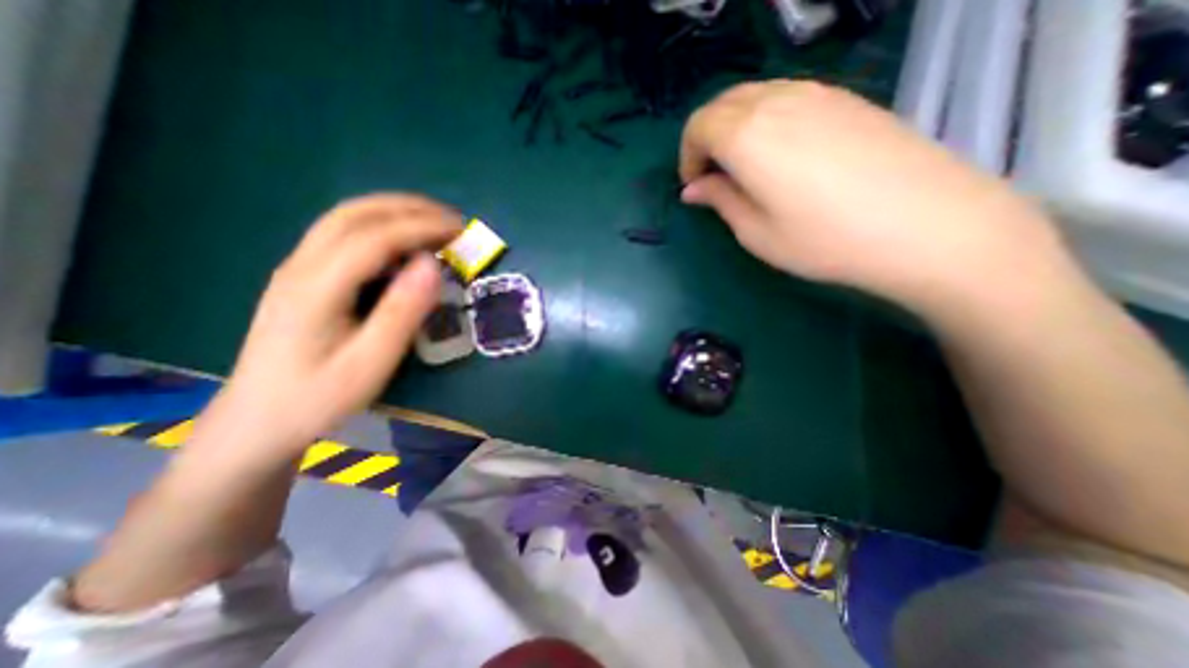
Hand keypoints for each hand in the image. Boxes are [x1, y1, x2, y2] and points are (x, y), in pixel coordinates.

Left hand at [197, 192, 459, 454]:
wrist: (257, 422)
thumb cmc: (319, 396)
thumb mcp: (370, 363)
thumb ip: (402, 313)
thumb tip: (431, 266)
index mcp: (316, 286)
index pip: (375, 237)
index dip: (421, 227)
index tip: (459, 231)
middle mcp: (301, 266)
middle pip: (354, 214)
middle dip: (408, 208)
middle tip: (451, 220)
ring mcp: (296, 269)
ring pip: (345, 219)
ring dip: (393, 212)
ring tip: (433, 225)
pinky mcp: (302, 278)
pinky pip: (342, 236)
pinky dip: (380, 227)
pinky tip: (401, 246)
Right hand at [683, 80, 1063, 314]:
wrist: (928, 226)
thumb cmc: (825, 240)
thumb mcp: (756, 232)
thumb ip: (721, 201)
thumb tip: (693, 188)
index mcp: (748, 135)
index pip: (698, 125)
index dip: (688, 156)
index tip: (694, 186)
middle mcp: (778, 101)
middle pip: (723, 104)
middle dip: (707, 138)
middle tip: (714, 177)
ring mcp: (818, 93)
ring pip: (755, 96)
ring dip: (735, 128)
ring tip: (745, 168)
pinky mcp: (847, 99)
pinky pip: (787, 97)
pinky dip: (766, 120)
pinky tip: (781, 155)